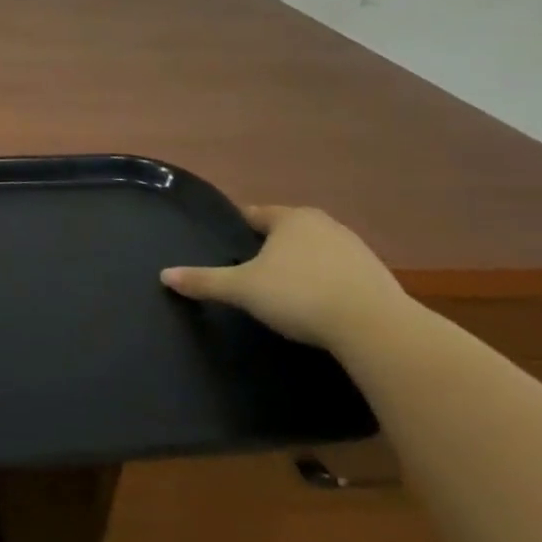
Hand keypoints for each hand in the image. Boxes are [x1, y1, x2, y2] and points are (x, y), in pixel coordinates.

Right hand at [160, 205, 408, 349]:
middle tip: (251, 267)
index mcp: (290, 218)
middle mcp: (324, 224)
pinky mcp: (378, 276)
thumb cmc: (299, 295)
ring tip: (284, 288)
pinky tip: (318, 303)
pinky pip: (340, 273)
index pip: (255, 213)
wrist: (375, 327)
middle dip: (271, 245)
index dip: (239, 225)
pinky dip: (326, 282)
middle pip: (288, 230)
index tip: (227, 240)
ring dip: (302, 264)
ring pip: (316, 250)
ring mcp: (355, 249)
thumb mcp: (242, 289)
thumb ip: (205, 281)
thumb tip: (164, 275)